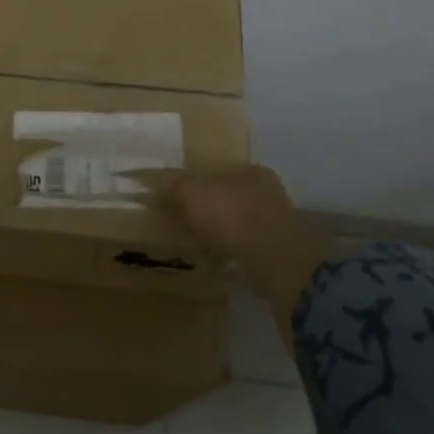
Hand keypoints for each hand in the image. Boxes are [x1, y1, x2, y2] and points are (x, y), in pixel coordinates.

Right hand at [152, 165, 329, 331]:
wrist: (274, 263)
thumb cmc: (233, 217)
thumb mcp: (192, 194)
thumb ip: (174, 185)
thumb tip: (152, 181)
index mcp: (254, 172)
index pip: (225, 171)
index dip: (203, 182)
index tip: (186, 197)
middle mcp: (271, 194)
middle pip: (233, 197)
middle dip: (213, 209)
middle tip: (189, 221)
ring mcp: (279, 226)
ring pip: (242, 224)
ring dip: (224, 234)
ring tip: (201, 244)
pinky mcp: (281, 254)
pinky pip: (249, 249)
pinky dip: (234, 254)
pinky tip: (219, 262)